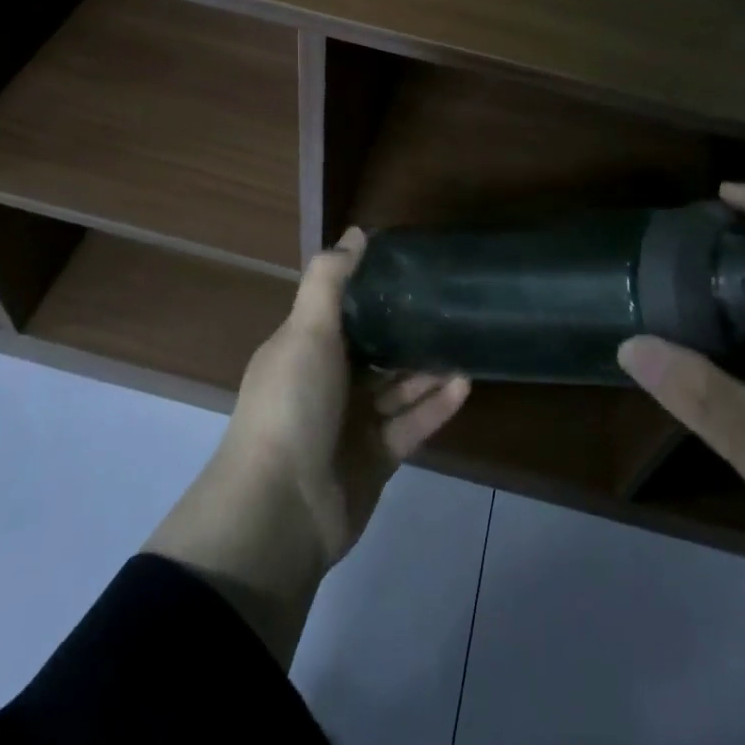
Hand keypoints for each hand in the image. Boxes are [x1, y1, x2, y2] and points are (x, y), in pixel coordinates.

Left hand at [146, 229, 469, 663]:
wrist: (279, 512)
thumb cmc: (291, 406)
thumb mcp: (306, 331)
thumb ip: (330, 280)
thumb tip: (356, 232)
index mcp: (304, 351)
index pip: (342, 313)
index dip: (372, 292)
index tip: (411, 269)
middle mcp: (326, 384)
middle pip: (374, 351)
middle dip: (407, 331)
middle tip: (450, 305)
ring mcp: (351, 425)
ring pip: (397, 388)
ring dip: (428, 368)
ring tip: (466, 342)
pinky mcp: (375, 459)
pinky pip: (411, 425)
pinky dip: (435, 406)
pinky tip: (464, 383)